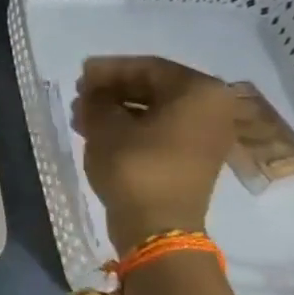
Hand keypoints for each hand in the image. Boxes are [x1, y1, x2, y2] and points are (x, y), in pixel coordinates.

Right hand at [72, 56, 236, 252]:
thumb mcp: (106, 128)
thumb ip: (97, 100)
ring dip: (119, 109)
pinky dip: (132, 127)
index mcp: (199, 92)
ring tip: (83, 116)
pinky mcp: (195, 156)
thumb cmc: (135, 168)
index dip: (109, 69)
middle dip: (114, 90)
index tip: (80, 73)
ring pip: (156, 110)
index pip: (148, 67)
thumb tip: (92, 92)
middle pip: (155, 87)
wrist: (157, 226)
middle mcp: (213, 107)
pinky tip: (101, 132)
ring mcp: (207, 134)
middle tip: (81, 95)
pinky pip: (162, 129)